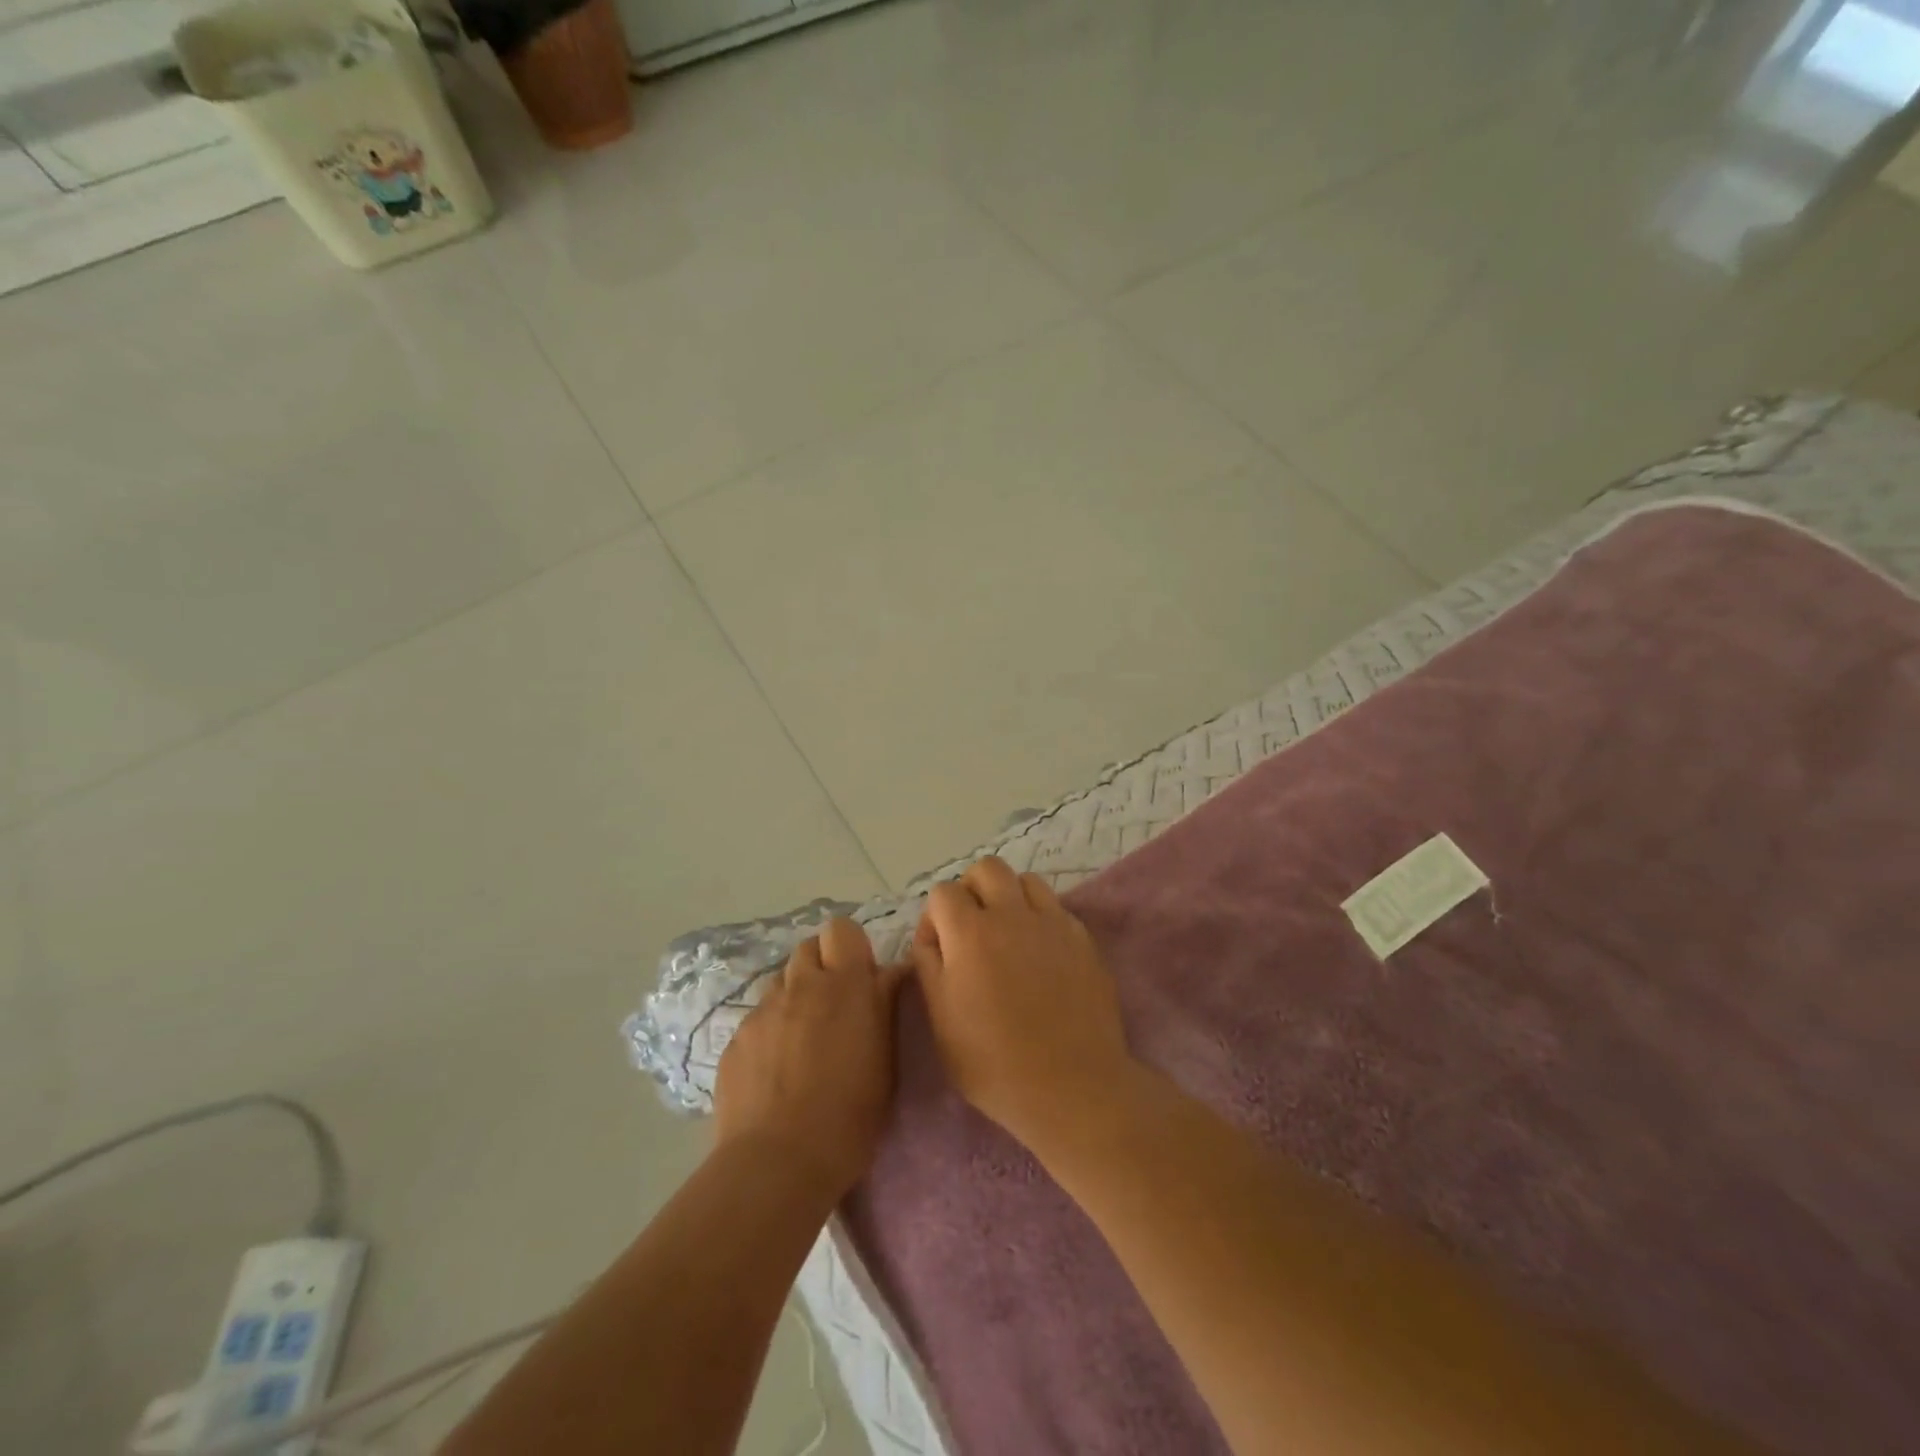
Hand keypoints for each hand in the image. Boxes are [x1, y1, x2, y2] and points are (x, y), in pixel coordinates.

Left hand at [715, 919, 907, 1200]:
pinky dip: (770, 1031)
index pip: (842, 930)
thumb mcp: (885, 1060)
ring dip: (795, 997)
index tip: (861, 977)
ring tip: (802, 1039)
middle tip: (833, 1005)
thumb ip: (884, 1007)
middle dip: (822, 967)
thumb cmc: (849, 1115)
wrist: (777, 1162)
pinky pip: (757, 1018)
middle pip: (808, 948)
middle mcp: (800, 986)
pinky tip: (775, 1069)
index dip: (850, 947)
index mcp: (844, 985)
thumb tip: (891, 973)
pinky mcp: (736, 1040)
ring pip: (780, 983)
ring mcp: (763, 1011)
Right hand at [912, 857, 1137, 1148]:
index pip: (943, 892)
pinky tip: (1041, 954)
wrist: (1072, 1086)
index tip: (939, 949)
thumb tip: (931, 937)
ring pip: (1025, 880)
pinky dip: (1041, 918)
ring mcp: (1052, 922)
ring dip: (1009, 897)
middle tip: (971, 929)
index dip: (934, 917)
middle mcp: (1012, 914)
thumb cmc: (995, 1064)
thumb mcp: (941, 1023)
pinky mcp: (1083, 938)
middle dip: (972, 890)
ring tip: (1009, 935)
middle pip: (987, 869)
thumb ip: (929, 968)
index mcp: (970, 933)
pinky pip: (1056, 907)